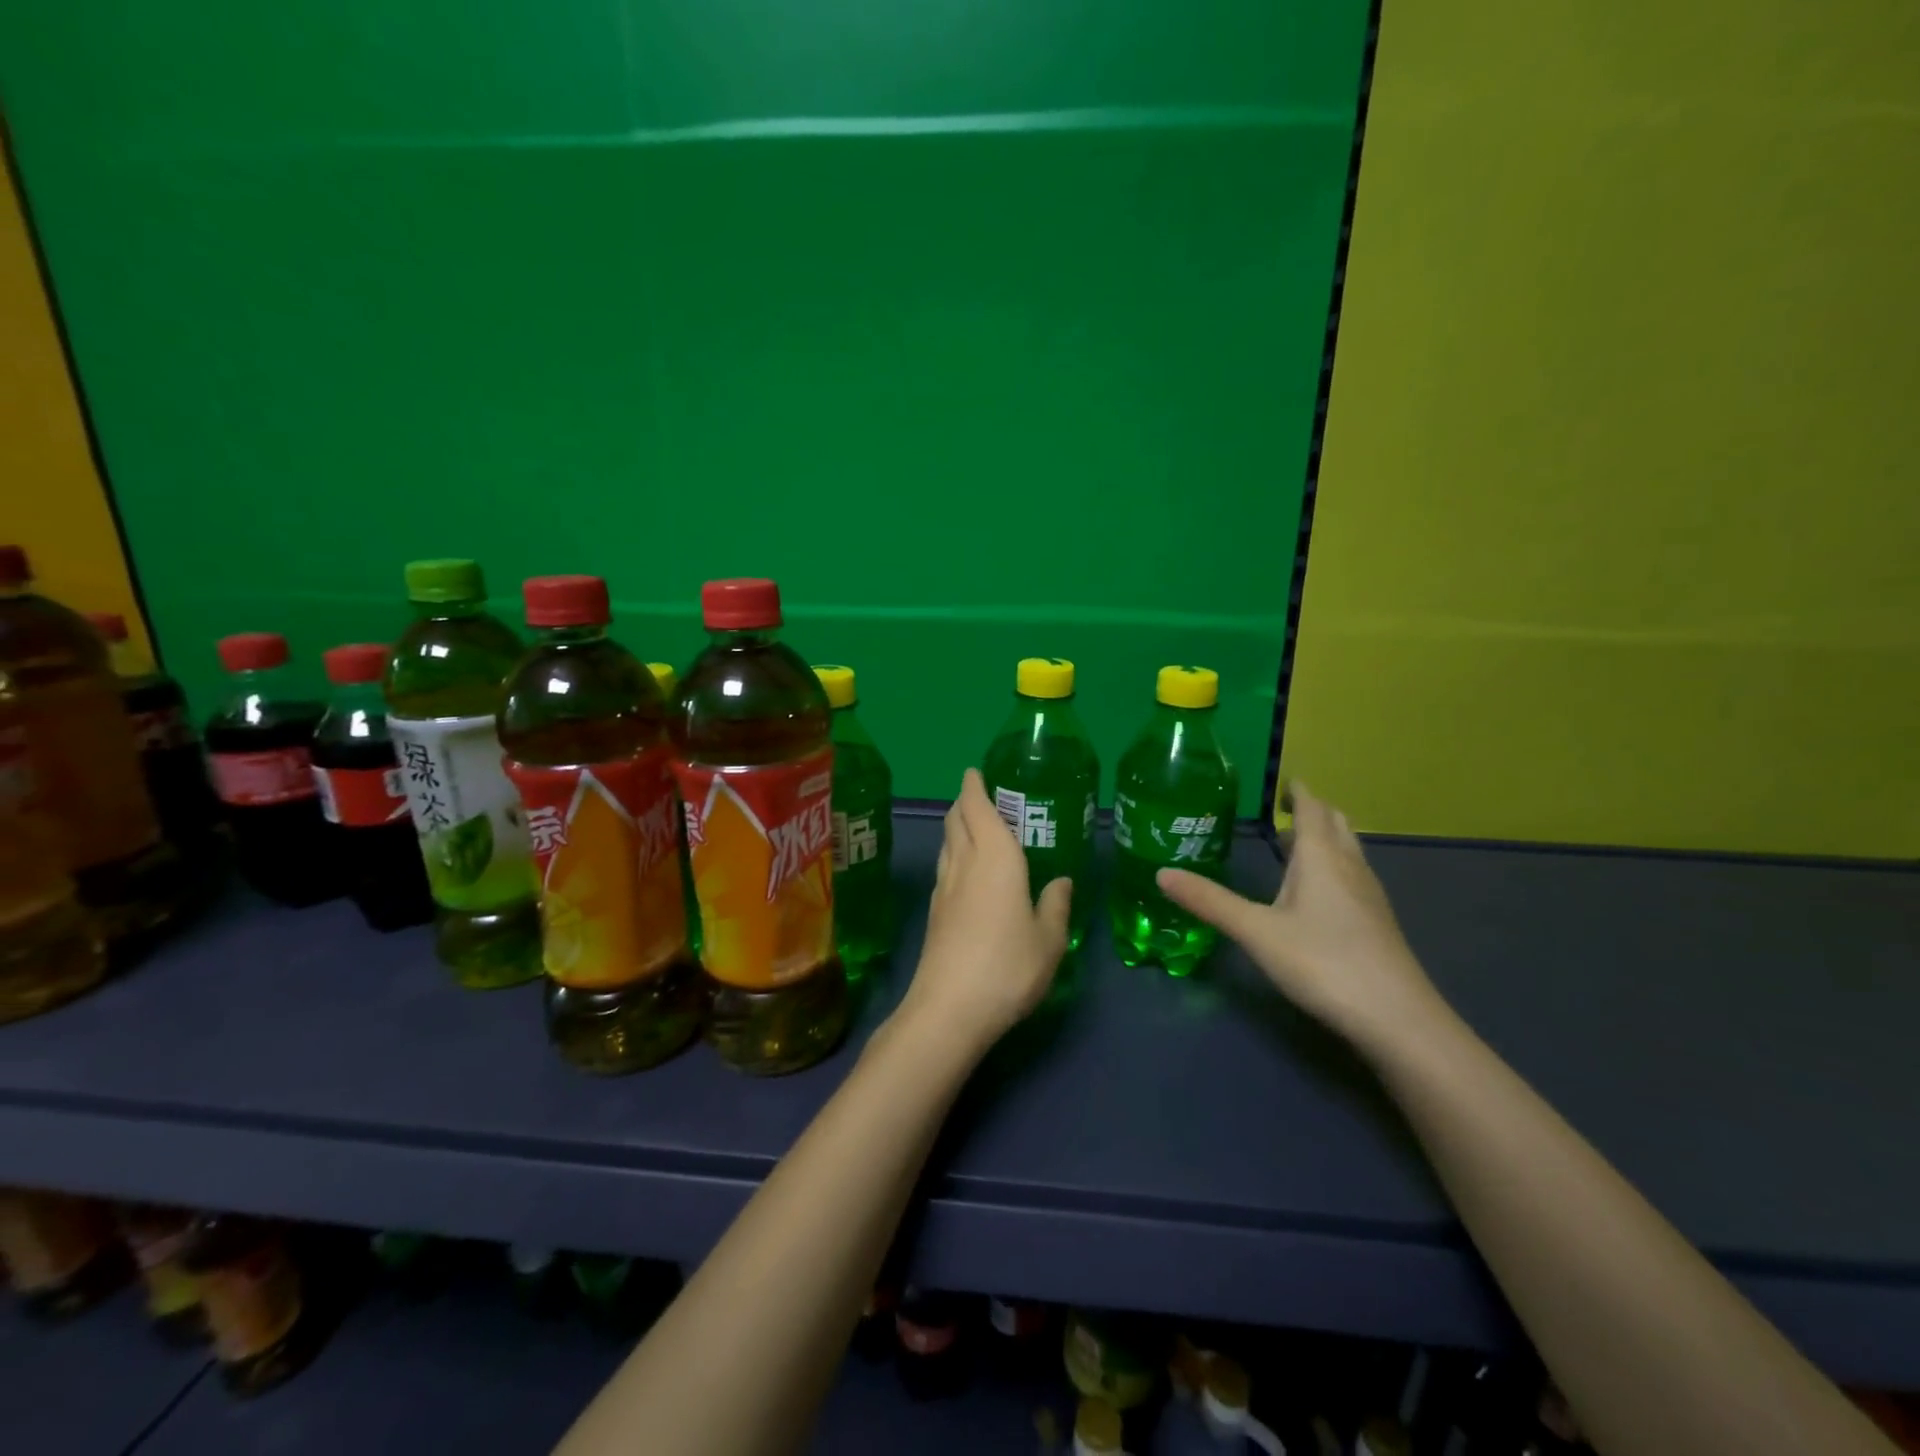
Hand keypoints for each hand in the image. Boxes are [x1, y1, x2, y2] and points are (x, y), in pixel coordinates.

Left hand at [896, 768, 1072, 1050]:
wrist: (949, 1009)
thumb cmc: (1007, 966)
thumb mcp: (1048, 940)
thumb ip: (1055, 905)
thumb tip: (1061, 881)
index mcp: (994, 857)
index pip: (976, 806)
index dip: (973, 785)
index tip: (975, 771)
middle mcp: (964, 863)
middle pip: (955, 820)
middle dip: (964, 802)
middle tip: (983, 796)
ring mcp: (943, 888)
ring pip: (947, 843)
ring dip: (957, 827)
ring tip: (976, 828)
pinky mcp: (934, 913)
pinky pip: (945, 868)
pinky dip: (955, 855)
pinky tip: (968, 873)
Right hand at [1157, 781, 1446, 1052]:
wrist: (1396, 1018)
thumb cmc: (1322, 962)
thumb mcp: (1256, 932)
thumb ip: (1210, 902)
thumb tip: (1162, 873)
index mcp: (1320, 858)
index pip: (1312, 809)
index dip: (1298, 792)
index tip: (1284, 781)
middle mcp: (1349, 867)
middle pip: (1336, 824)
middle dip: (1314, 810)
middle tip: (1287, 809)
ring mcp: (1369, 895)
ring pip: (1348, 850)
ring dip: (1326, 838)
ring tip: (1298, 843)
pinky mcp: (1377, 922)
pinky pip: (1353, 875)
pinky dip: (1334, 865)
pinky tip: (1320, 891)